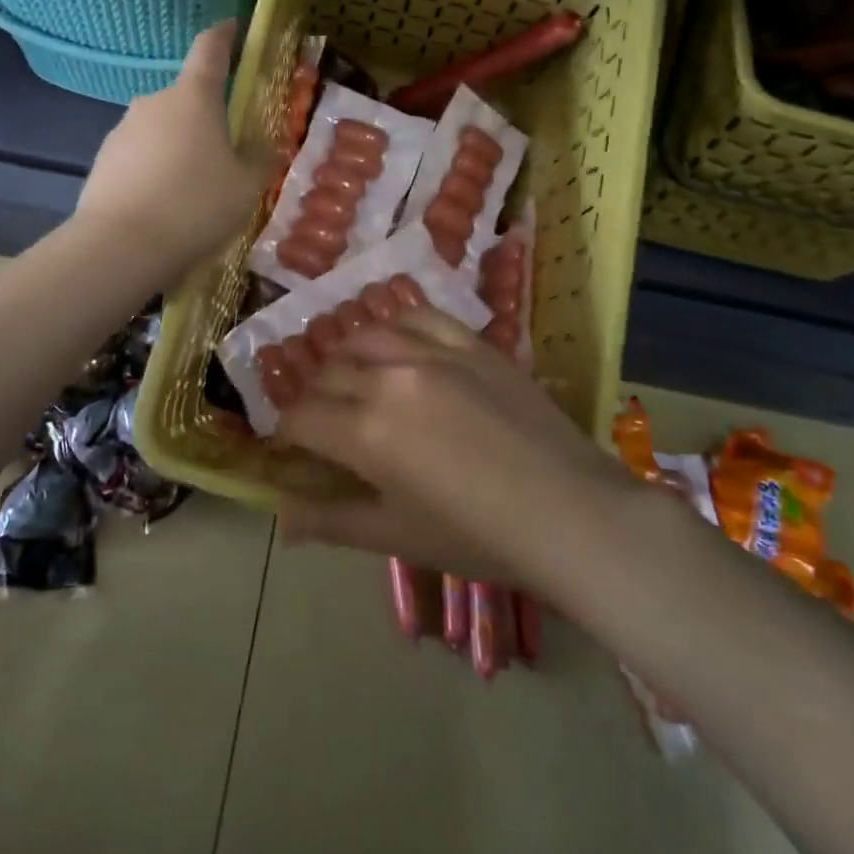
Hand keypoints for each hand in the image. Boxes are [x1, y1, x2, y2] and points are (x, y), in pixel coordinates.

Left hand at [77, 20, 268, 276]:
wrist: (121, 247)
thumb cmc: (196, 206)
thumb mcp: (247, 185)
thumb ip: (259, 157)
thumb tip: (261, 142)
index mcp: (193, 97)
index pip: (210, 48)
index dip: (225, 35)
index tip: (234, 26)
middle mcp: (153, 102)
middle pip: (186, 99)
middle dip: (206, 118)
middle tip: (226, 155)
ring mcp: (122, 131)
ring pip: (161, 131)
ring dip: (179, 148)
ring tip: (193, 192)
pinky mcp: (102, 162)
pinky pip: (139, 158)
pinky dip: (155, 172)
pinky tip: (164, 207)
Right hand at [274, 310, 642, 597]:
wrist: (571, 512)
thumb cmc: (479, 537)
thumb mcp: (397, 536)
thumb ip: (332, 522)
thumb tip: (283, 519)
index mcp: (365, 433)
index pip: (300, 417)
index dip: (288, 433)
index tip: (296, 448)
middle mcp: (388, 379)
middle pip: (326, 375)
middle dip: (315, 399)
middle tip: (326, 423)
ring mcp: (432, 353)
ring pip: (364, 337)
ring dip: (346, 358)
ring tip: (355, 379)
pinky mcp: (469, 342)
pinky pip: (416, 315)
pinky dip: (394, 325)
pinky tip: (395, 342)